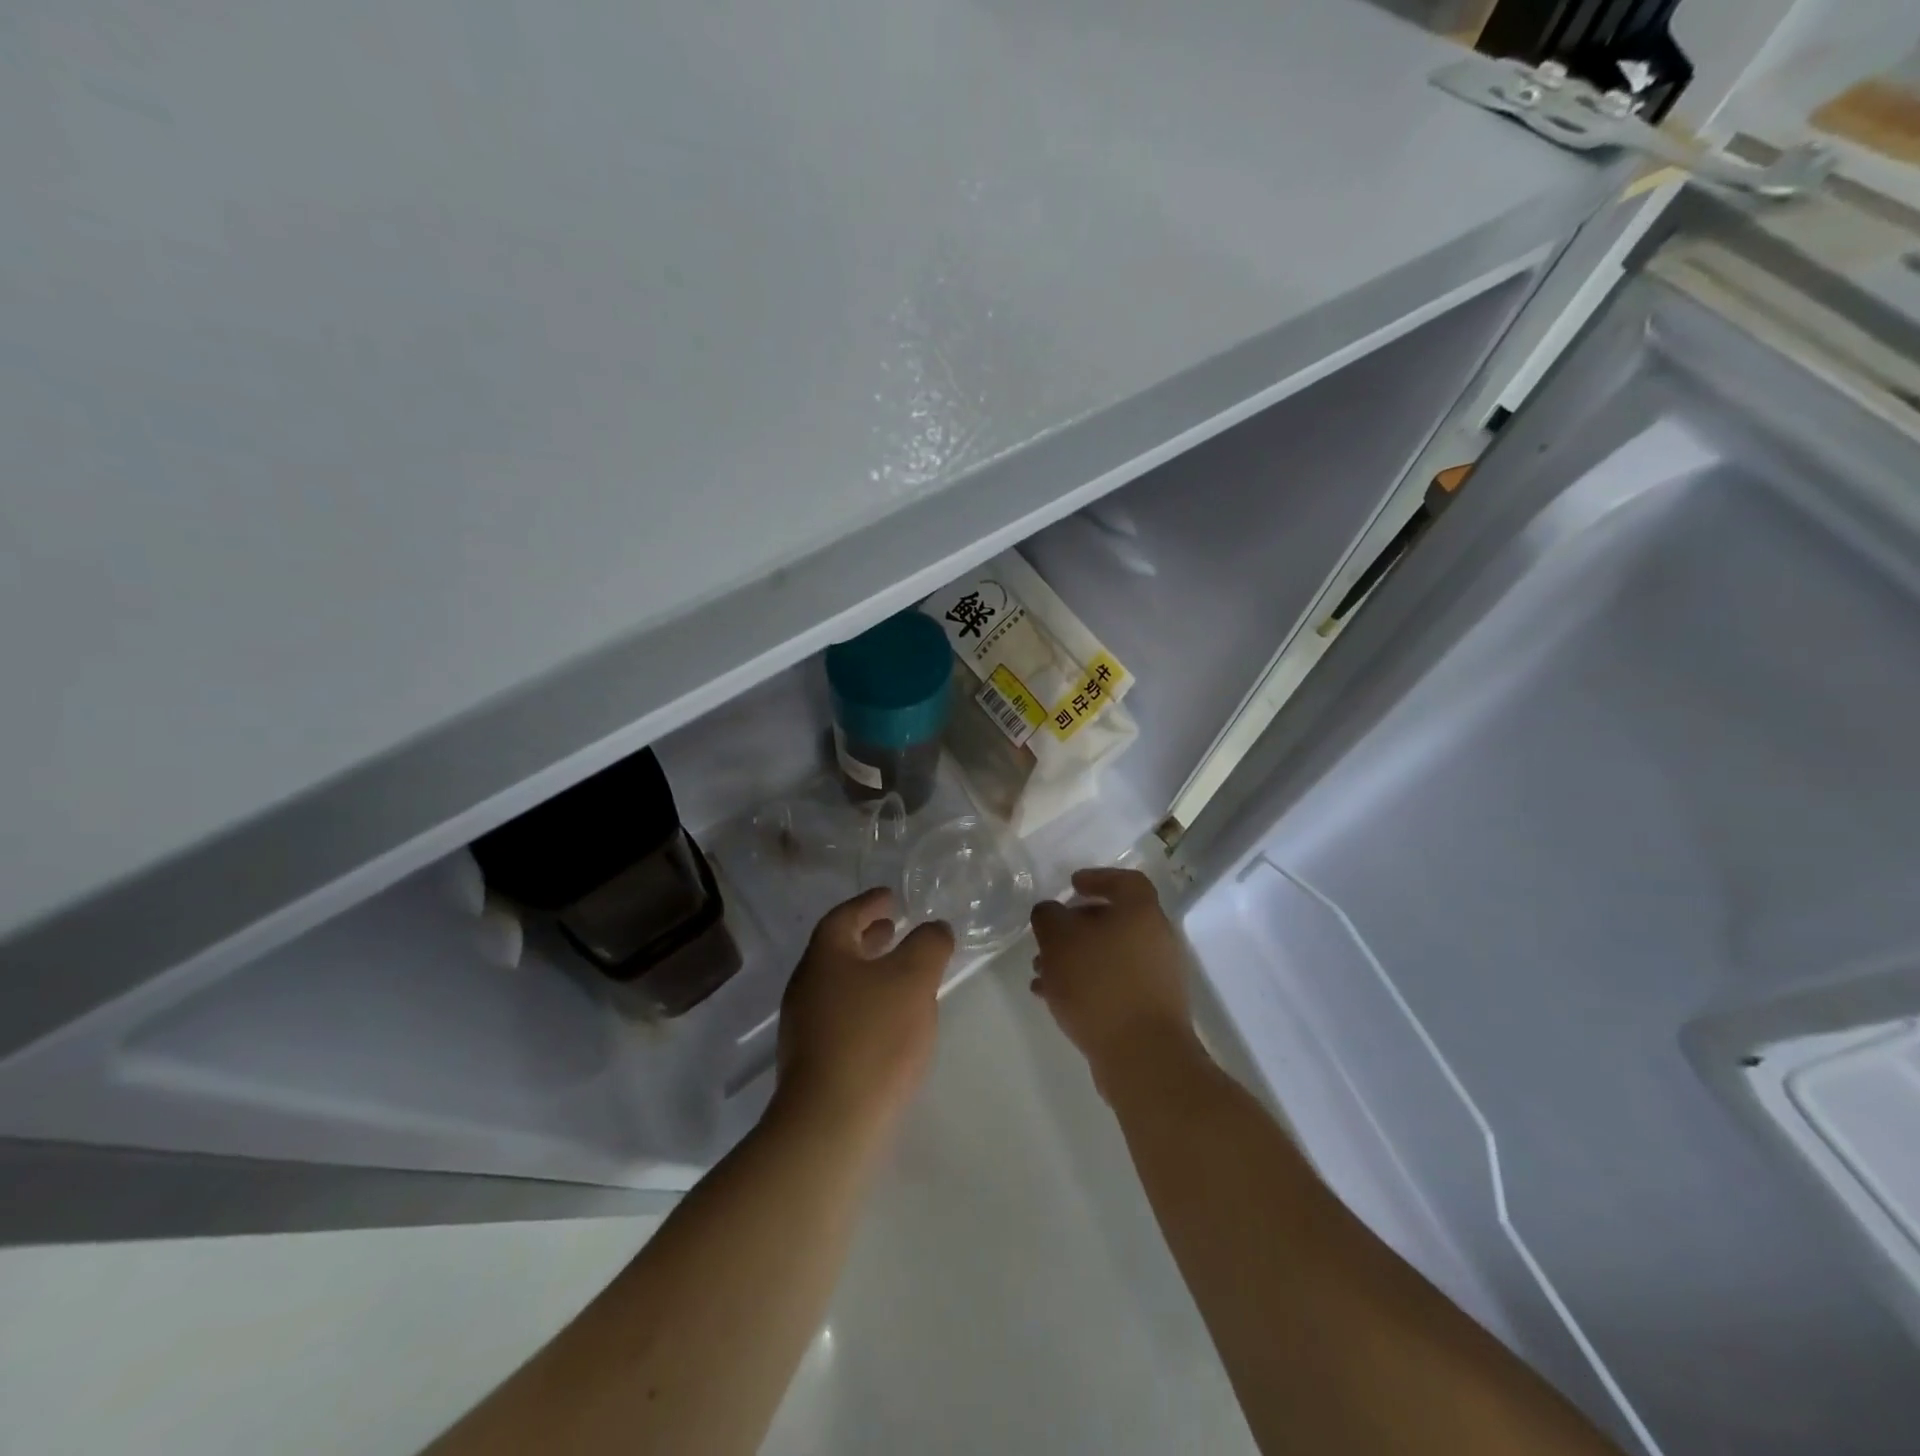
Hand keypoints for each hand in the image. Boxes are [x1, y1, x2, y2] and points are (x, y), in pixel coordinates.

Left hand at [776, 888, 953, 1137]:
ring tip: (899, 973)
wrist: (831, 1124)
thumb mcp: (913, 979)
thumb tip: (934, 929)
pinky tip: (890, 1020)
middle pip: (838, 950)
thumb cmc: (873, 1038)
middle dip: (868, 936)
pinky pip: (842, 1014)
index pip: (844, 916)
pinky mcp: (813, 1061)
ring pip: (840, 984)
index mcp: (824, 958)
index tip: (892, 897)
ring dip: (869, 971)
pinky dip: (866, 1003)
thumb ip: (928, 945)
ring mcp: (805, 1027)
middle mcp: (807, 986)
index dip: (869, 903)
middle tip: (895, 928)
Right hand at [1029, 868, 1199, 1098]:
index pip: (1125, 881)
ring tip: (1041, 973)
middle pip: (1115, 920)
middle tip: (1048, 936)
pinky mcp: (1152, 1009)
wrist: (1143, 1057)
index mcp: (1141, 913)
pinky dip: (1088, 983)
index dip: (1097, 877)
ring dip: (1077, 958)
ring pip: (1111, 954)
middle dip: (1077, 926)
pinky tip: (1055, 999)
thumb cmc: (1100, 985)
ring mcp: (1158, 976)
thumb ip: (1049, 917)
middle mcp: (1157, 938)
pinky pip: (1115, 983)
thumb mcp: (1059, 941)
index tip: (1071, 885)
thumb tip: (1051, 913)